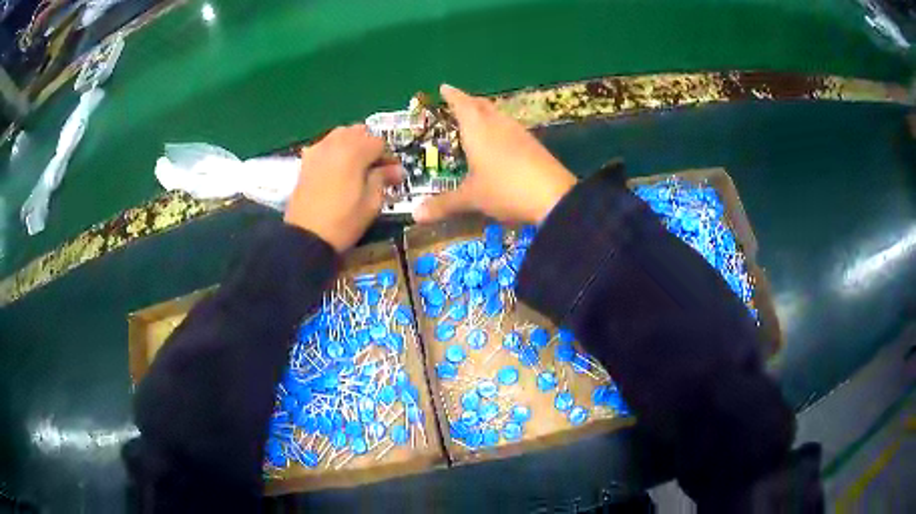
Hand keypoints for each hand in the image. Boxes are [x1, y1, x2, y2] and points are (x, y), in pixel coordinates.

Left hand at [284, 125, 401, 251]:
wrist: (306, 237)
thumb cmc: (343, 222)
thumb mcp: (371, 203)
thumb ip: (383, 179)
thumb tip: (396, 170)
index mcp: (354, 151)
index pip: (379, 142)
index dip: (388, 157)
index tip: (393, 174)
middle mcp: (335, 143)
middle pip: (359, 132)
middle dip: (370, 146)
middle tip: (375, 168)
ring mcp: (317, 150)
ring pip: (340, 134)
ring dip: (352, 145)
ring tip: (356, 167)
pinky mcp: (305, 161)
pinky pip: (325, 145)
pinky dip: (335, 150)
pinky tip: (337, 169)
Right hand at [413, 84, 576, 224]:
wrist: (553, 197)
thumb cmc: (504, 189)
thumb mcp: (471, 198)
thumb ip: (443, 204)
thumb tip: (415, 215)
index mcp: (478, 129)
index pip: (462, 104)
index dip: (452, 95)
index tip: (444, 87)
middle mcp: (498, 124)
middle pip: (482, 105)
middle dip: (468, 101)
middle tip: (457, 103)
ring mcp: (519, 133)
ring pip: (498, 115)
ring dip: (486, 113)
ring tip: (476, 120)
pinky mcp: (533, 144)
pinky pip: (510, 128)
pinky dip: (499, 127)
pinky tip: (500, 141)